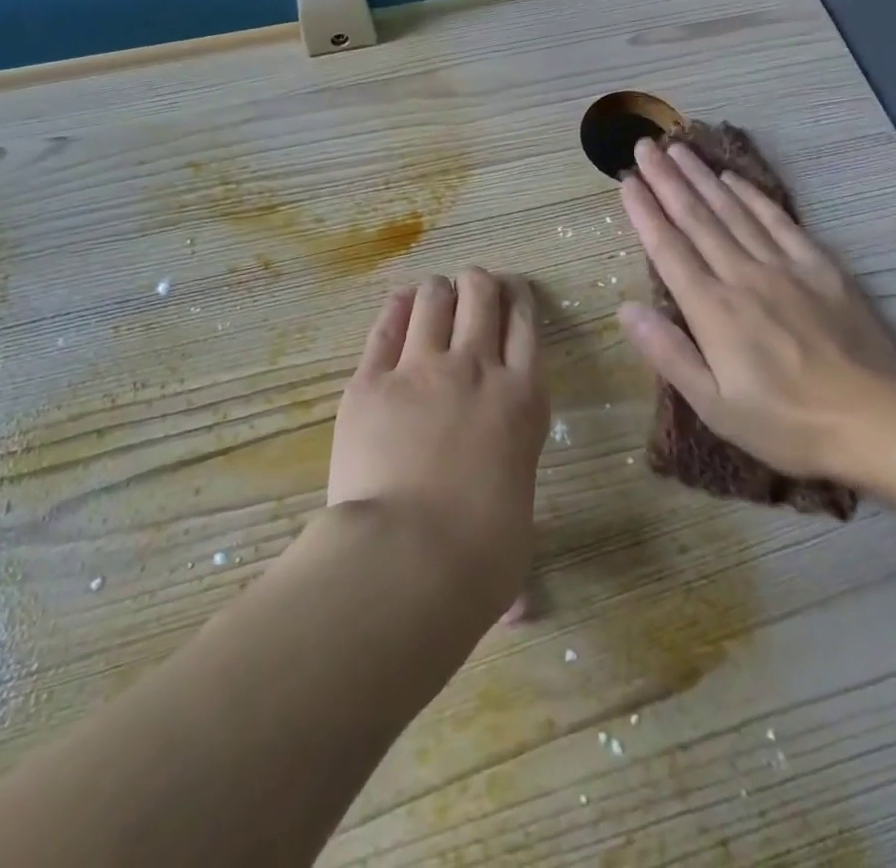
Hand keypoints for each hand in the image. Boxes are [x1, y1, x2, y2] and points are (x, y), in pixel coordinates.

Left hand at [329, 269, 547, 621]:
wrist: (407, 558)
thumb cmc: (479, 558)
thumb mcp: (515, 535)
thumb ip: (511, 544)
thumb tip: (523, 612)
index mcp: (523, 400)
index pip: (526, 325)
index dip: (520, 299)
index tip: (514, 291)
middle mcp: (476, 370)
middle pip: (482, 296)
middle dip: (480, 283)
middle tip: (474, 286)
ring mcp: (420, 370)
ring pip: (434, 300)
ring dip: (438, 291)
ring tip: (435, 294)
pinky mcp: (370, 381)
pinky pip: (386, 327)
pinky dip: (397, 307)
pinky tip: (400, 302)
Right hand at [616, 137, 895, 487]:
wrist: (876, 418)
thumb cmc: (787, 422)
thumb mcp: (715, 406)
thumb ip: (669, 353)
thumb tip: (625, 309)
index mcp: (712, 310)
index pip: (669, 249)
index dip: (645, 213)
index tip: (627, 181)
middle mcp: (742, 276)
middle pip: (697, 219)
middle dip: (667, 180)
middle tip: (645, 146)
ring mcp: (783, 266)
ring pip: (733, 211)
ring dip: (703, 178)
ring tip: (679, 150)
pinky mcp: (819, 266)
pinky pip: (778, 220)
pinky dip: (752, 196)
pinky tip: (734, 179)